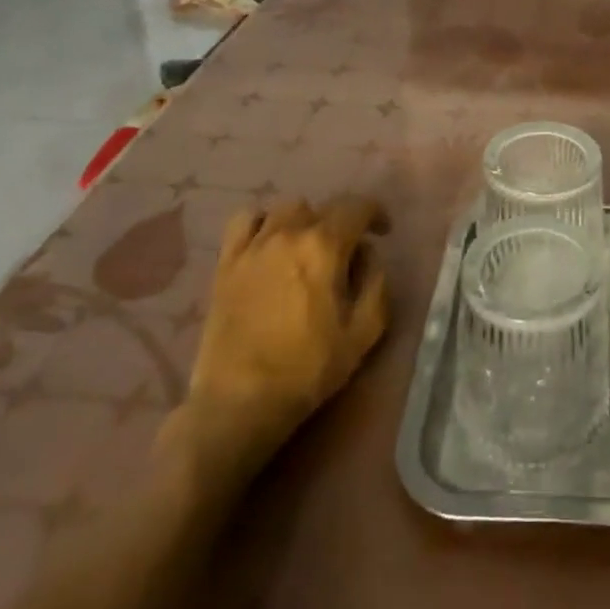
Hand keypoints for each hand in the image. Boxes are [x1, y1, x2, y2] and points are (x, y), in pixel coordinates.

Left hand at [161, 197, 388, 494]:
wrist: (239, 402)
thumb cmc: (308, 368)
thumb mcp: (365, 331)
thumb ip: (376, 282)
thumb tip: (368, 255)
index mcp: (325, 245)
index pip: (357, 207)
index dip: (376, 214)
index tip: (383, 232)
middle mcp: (289, 233)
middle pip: (323, 207)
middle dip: (341, 222)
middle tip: (346, 252)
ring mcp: (253, 246)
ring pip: (286, 209)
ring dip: (304, 221)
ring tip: (307, 247)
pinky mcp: (226, 263)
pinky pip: (244, 221)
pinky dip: (262, 223)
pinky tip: (269, 244)